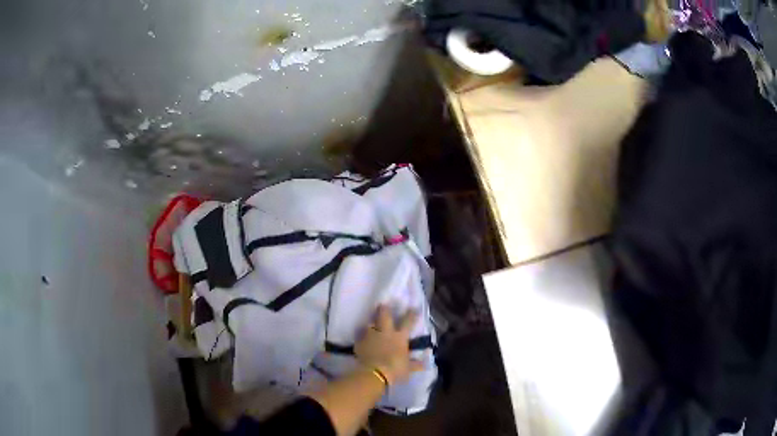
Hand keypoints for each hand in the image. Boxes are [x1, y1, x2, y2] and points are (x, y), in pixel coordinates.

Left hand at [354, 305, 424, 385]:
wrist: (375, 374)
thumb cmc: (395, 369)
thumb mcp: (408, 368)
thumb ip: (415, 364)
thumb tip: (424, 364)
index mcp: (400, 337)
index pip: (407, 322)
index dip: (411, 314)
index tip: (413, 308)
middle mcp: (385, 332)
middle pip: (384, 315)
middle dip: (384, 309)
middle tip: (383, 304)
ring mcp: (371, 336)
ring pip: (369, 324)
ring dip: (370, 324)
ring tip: (370, 324)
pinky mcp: (360, 343)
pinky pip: (360, 337)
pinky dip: (362, 338)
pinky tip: (362, 341)